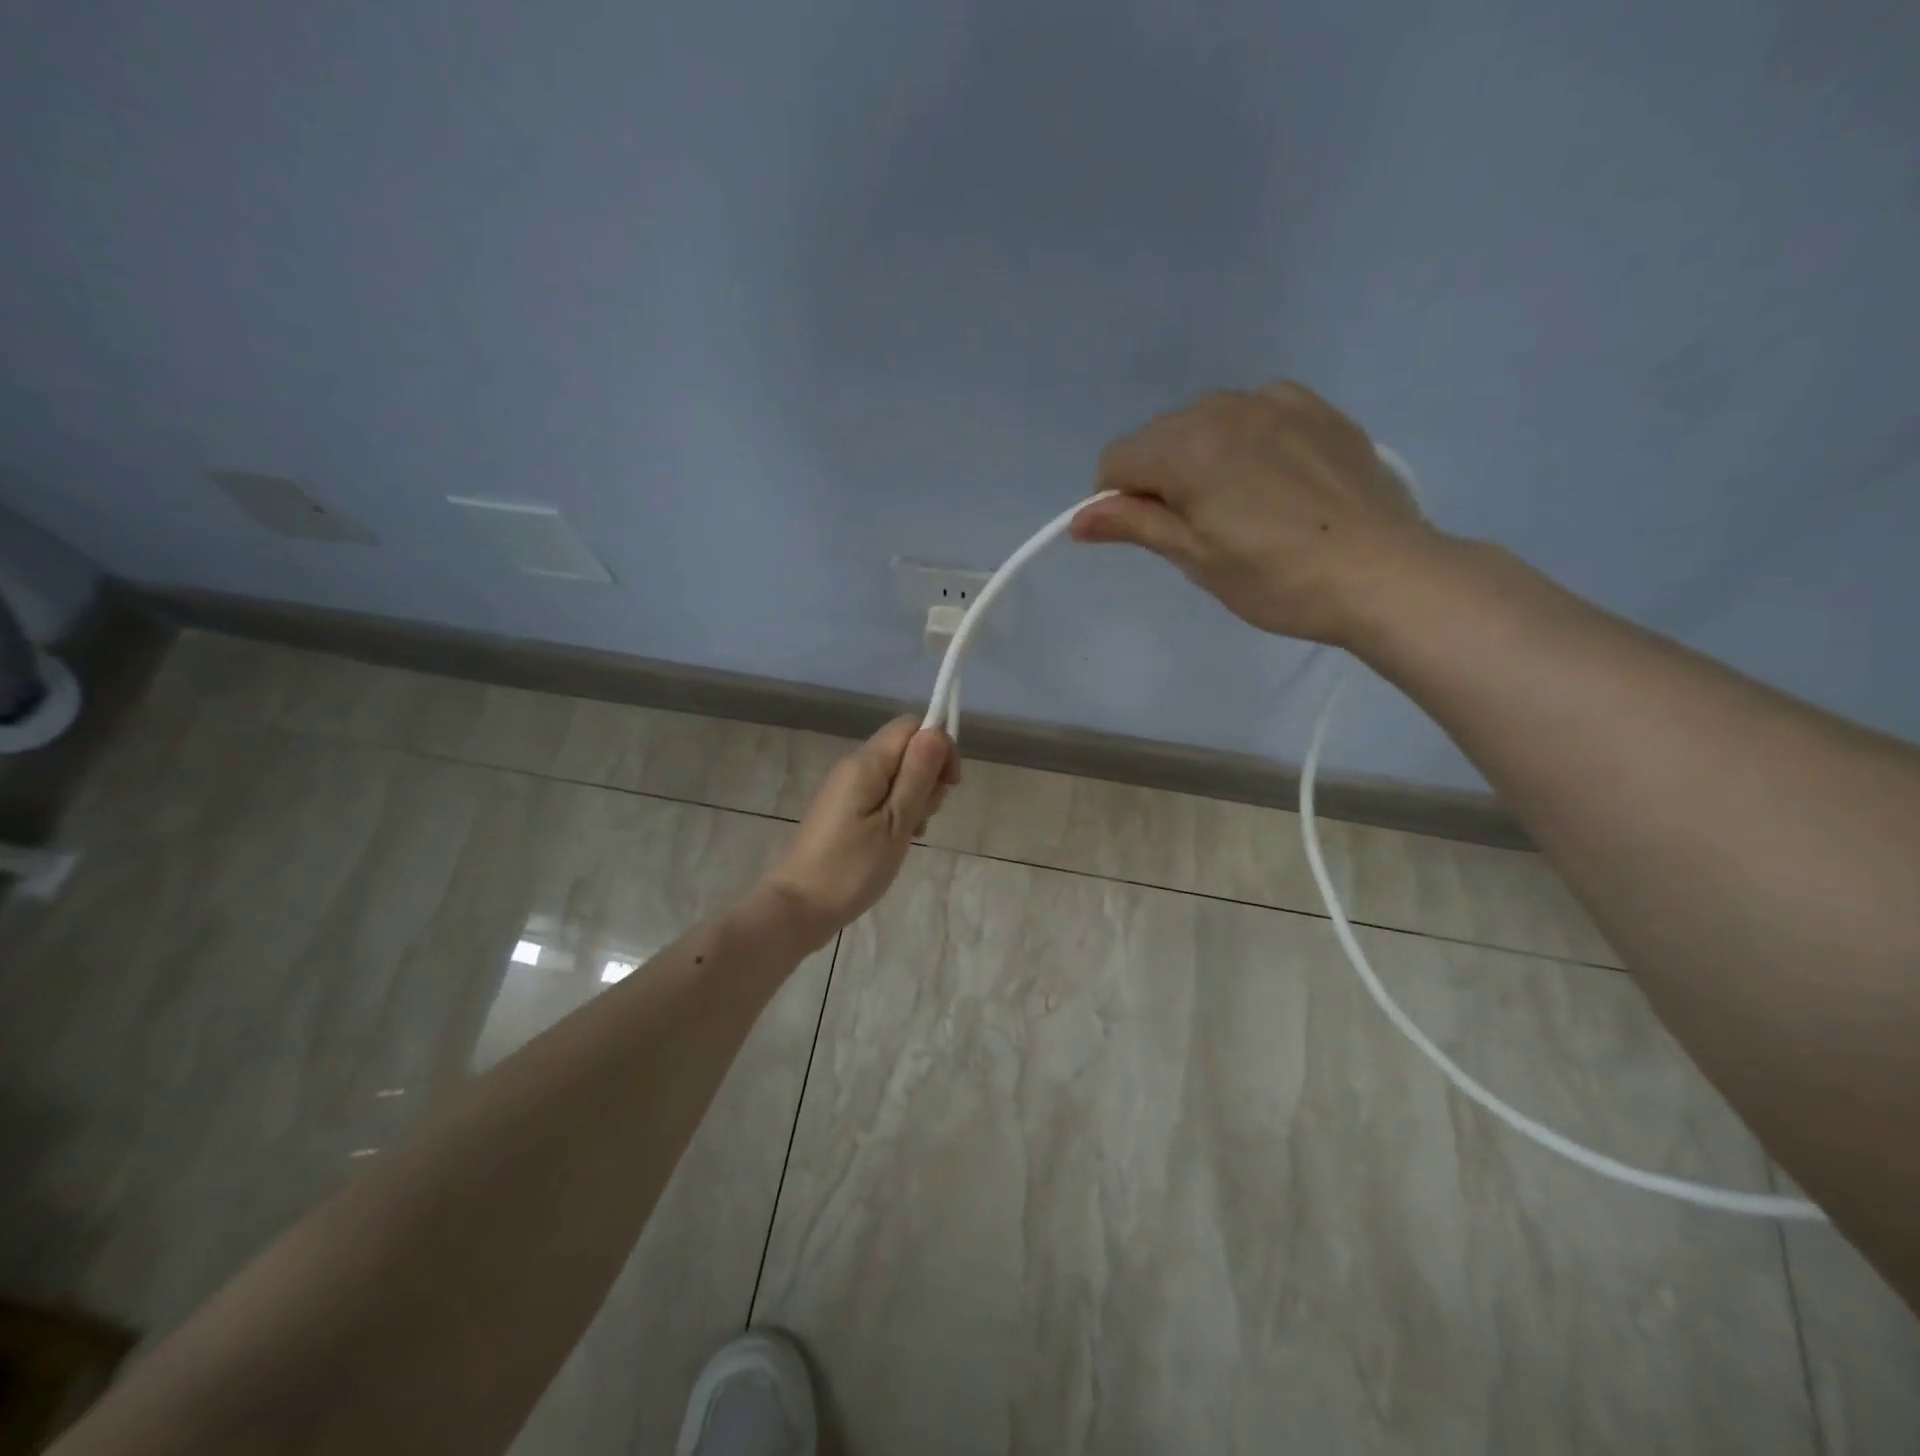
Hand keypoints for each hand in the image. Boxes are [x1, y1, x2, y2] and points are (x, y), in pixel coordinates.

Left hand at [759, 716, 958, 943]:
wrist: (800, 907)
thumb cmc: (852, 867)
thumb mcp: (896, 822)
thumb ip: (917, 775)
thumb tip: (936, 731)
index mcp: (866, 763)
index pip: (912, 725)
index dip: (938, 746)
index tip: (948, 784)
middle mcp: (854, 766)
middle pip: (906, 749)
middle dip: (928, 777)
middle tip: (924, 818)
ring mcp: (847, 789)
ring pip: (897, 775)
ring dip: (915, 799)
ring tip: (911, 835)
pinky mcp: (844, 810)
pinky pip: (881, 796)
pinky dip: (898, 812)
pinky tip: (897, 841)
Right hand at [1070, 382, 1438, 645]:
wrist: (1383, 572)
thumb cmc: (1276, 578)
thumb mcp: (1195, 558)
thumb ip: (1134, 525)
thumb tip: (1079, 519)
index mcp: (1187, 449)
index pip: (1117, 461)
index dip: (1115, 501)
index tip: (1146, 534)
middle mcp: (1224, 410)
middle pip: (1158, 437)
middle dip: (1157, 477)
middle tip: (1194, 528)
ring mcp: (1275, 402)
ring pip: (1205, 421)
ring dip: (1199, 456)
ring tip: (1237, 505)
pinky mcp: (1316, 409)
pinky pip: (1254, 413)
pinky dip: (1244, 439)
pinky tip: (1271, 477)